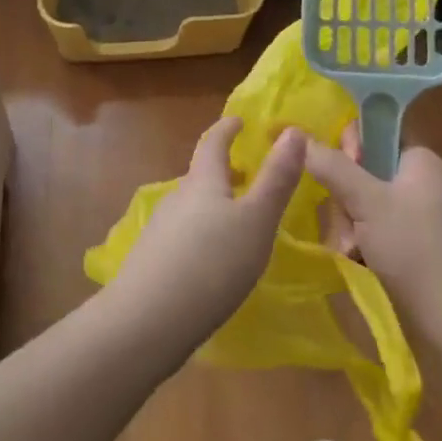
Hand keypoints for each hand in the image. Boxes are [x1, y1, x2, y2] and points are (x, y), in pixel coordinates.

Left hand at [109, 118, 303, 358]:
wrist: (148, 320)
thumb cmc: (212, 262)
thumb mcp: (257, 220)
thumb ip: (276, 178)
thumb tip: (293, 131)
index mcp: (202, 181)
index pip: (213, 142)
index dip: (227, 128)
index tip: (239, 120)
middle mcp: (177, 197)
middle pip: (201, 175)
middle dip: (224, 171)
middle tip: (250, 175)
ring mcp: (160, 230)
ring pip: (192, 207)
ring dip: (214, 205)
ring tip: (238, 221)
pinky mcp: (153, 261)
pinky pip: (183, 236)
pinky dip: (202, 235)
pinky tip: (214, 260)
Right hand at [304, 128, 441, 339]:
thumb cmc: (416, 250)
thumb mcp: (368, 202)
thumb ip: (332, 166)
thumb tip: (297, 134)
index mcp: (418, 160)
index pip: (372, 133)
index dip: (348, 149)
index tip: (335, 175)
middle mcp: (418, 182)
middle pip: (360, 172)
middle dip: (343, 200)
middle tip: (346, 227)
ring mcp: (415, 217)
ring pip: (361, 205)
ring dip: (347, 227)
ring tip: (350, 253)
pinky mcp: (410, 247)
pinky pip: (371, 231)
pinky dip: (360, 245)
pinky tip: (356, 263)